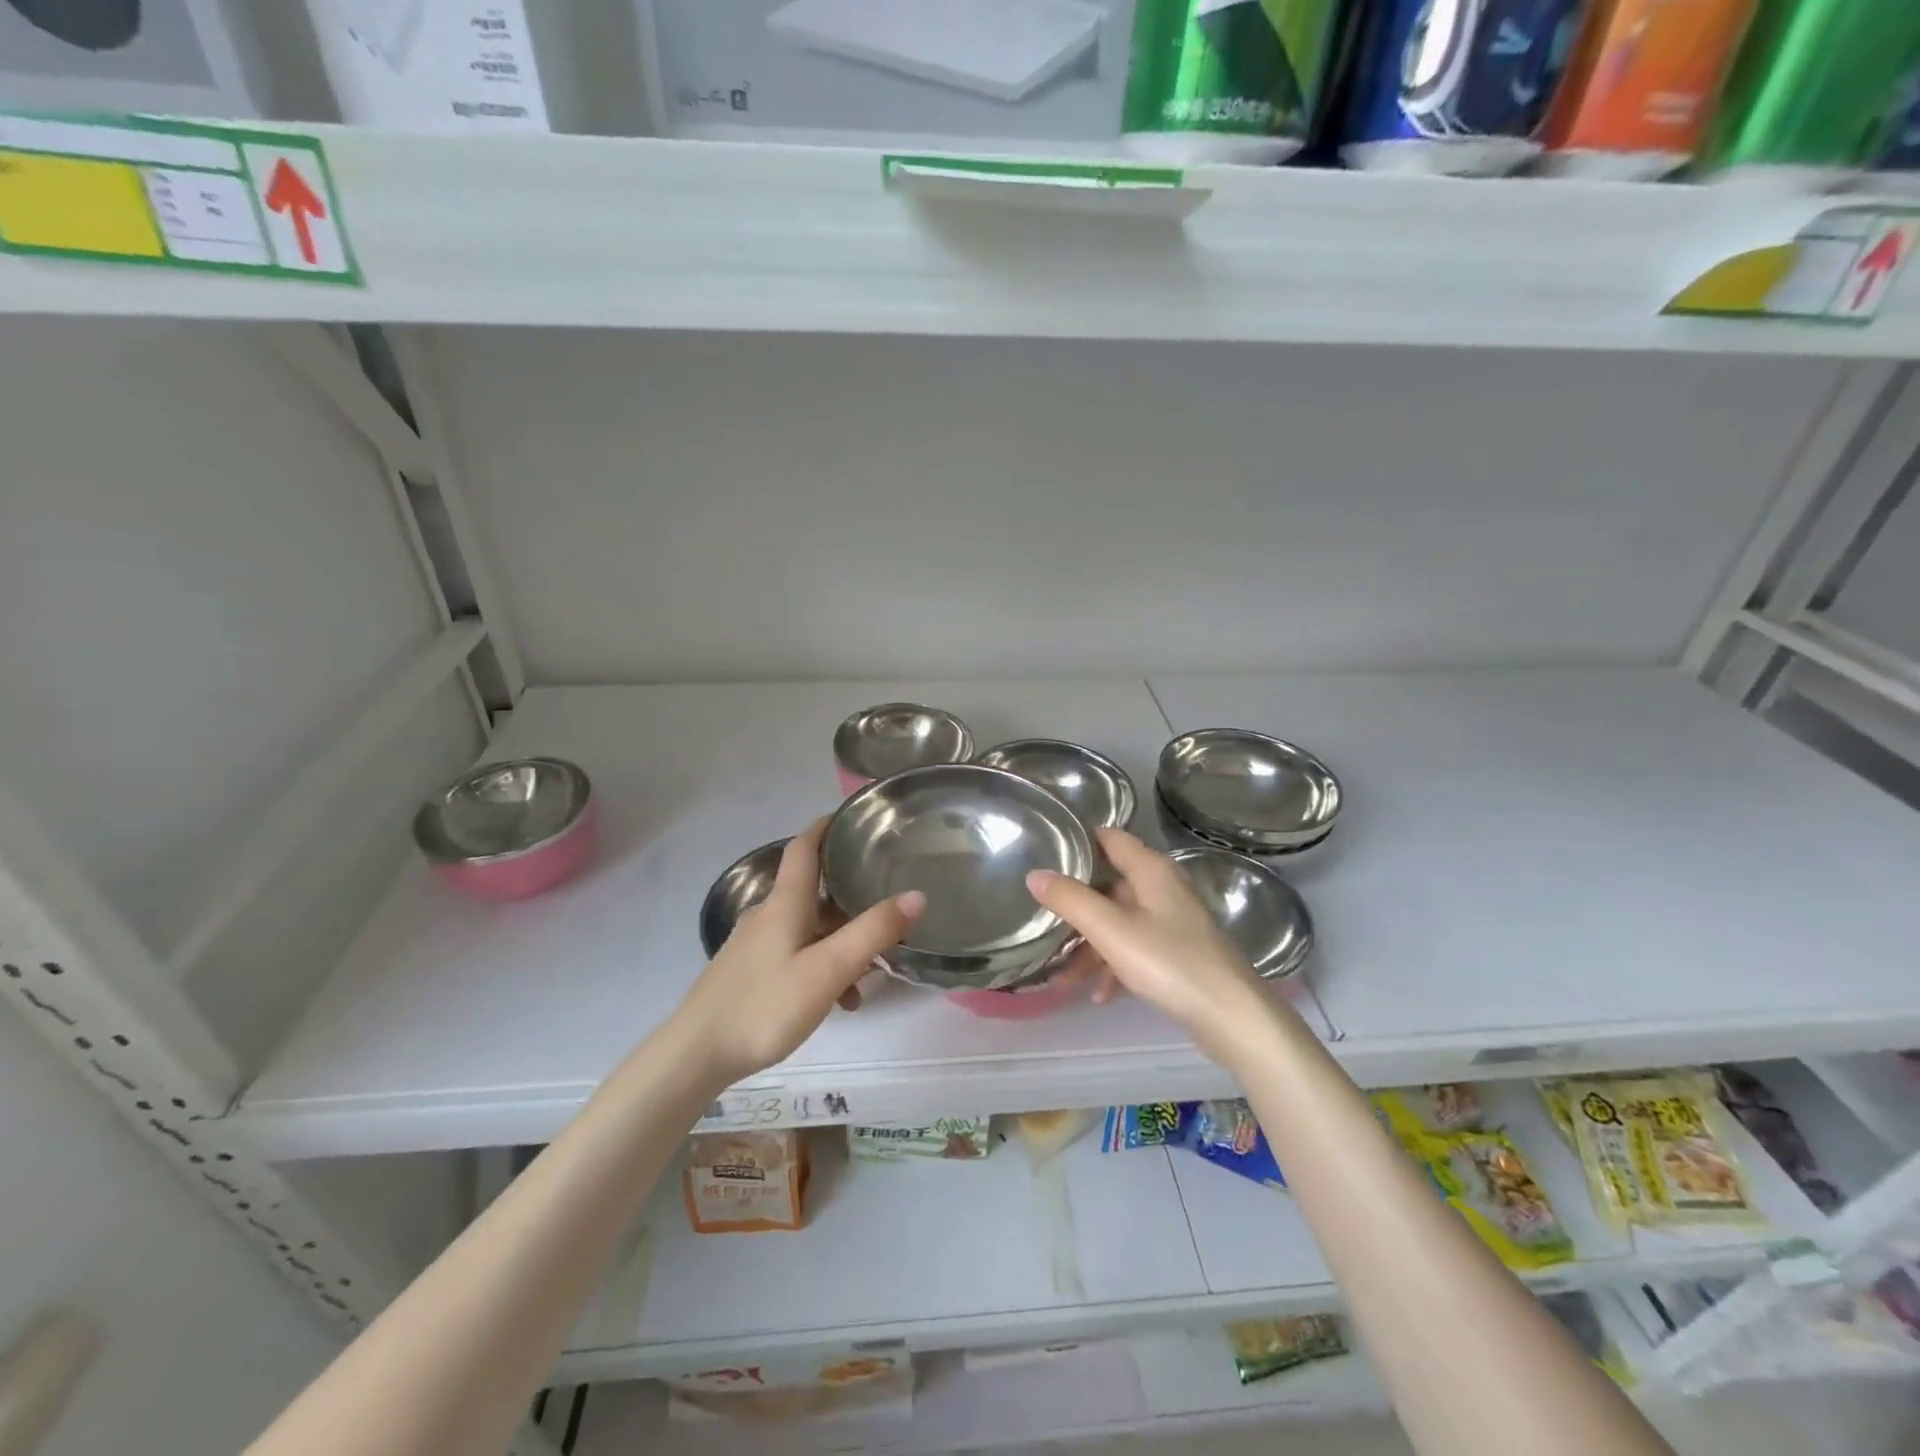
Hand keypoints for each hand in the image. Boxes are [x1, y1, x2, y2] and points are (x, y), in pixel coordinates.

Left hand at [673, 819, 922, 1083]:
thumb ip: (872, 932)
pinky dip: (821, 967)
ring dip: (840, 942)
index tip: (851, 817)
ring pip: (807, 929)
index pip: (803, 848)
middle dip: (849, 897)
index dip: (825, 827)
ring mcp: (754, 946)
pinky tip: (837, 1002)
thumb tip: (916, 894)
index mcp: (784, 904)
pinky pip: (795, 955)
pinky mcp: (748, 973)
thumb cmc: (764, 1006)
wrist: (695, 1055)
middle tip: (885, 904)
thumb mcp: (828, 970)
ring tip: (869, 975)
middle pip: (812, 892)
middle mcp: (767, 915)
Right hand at [1027, 828, 1272, 1064]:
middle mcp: (1162, 888)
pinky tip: (1100, 995)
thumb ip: (1070, 900)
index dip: (1079, 841)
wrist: (1231, 1016)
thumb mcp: (1111, 931)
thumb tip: (1034, 874)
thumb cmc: (1168, 962)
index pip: (1109, 838)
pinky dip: (1114, 965)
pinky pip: (1135, 949)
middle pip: (1110, 885)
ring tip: (1064, 978)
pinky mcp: (1178, 952)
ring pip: (1120, 921)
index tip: (1045, 852)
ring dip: (1091, 946)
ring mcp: (1172, 921)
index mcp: (1150, 870)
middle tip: (1043, 919)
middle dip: (1076, 905)